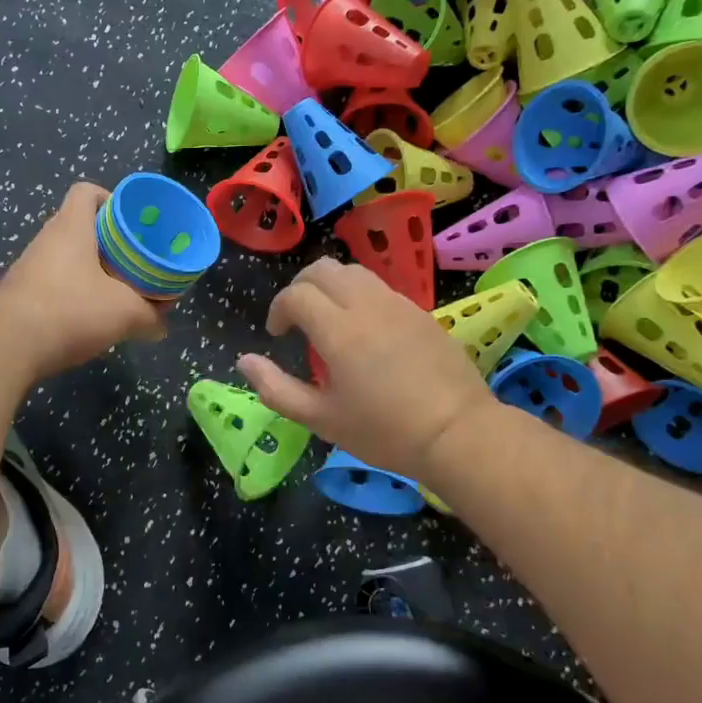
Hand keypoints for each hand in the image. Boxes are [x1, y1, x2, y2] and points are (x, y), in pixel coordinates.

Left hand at [0, 182, 168, 379]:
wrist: (8, 346)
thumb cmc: (71, 311)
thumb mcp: (125, 314)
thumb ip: (150, 316)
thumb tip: (161, 326)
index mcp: (71, 227)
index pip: (86, 191)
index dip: (109, 199)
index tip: (130, 222)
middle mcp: (46, 239)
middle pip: (78, 226)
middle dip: (107, 242)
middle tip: (131, 261)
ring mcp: (28, 267)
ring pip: (65, 257)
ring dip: (88, 270)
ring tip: (114, 291)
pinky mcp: (19, 294)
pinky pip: (51, 283)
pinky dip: (70, 293)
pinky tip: (86, 317)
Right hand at [238, 259, 495, 482]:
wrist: (457, 433)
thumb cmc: (384, 431)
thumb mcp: (321, 419)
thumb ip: (276, 389)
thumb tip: (245, 362)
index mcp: (338, 330)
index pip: (296, 294)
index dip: (278, 309)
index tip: (277, 335)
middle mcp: (367, 305)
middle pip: (322, 269)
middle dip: (300, 287)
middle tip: (296, 318)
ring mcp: (398, 304)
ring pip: (353, 272)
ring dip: (330, 286)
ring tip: (328, 319)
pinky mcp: (420, 312)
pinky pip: (380, 287)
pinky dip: (359, 295)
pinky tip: (364, 329)